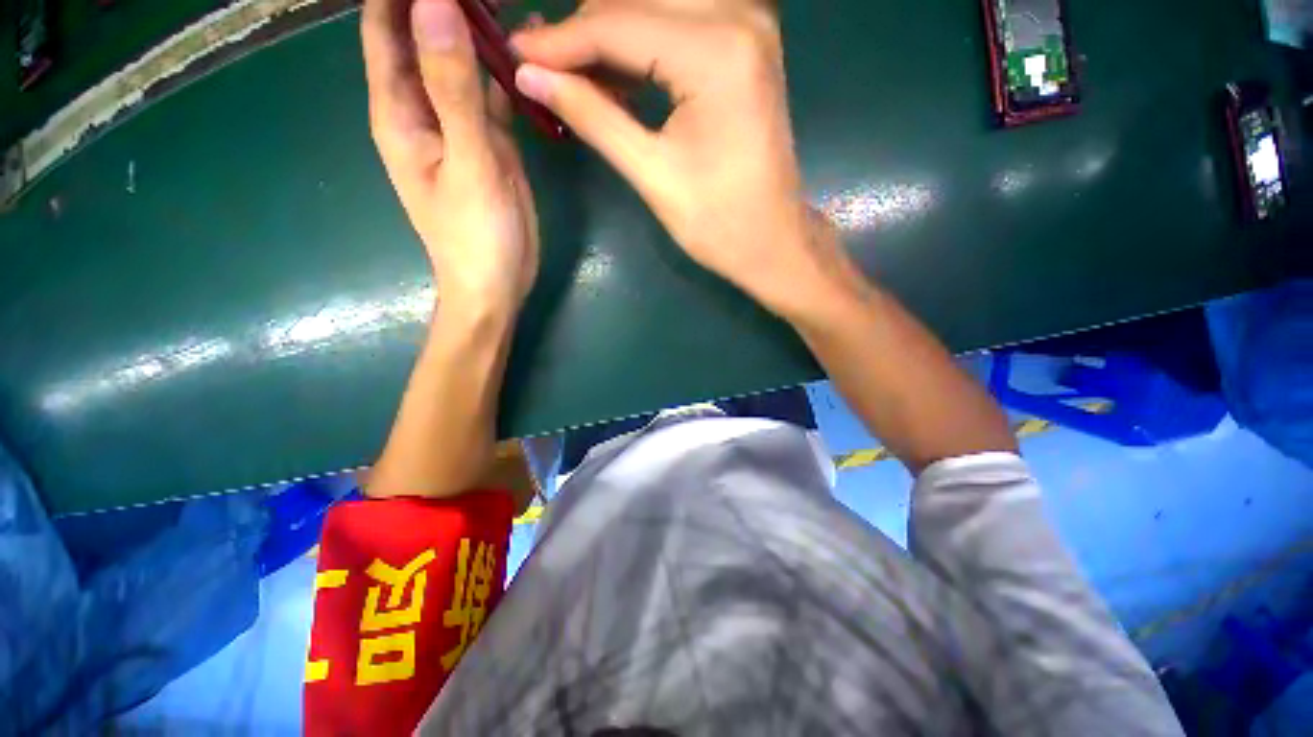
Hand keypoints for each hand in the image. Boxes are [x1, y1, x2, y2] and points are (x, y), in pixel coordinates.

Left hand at [363, 0, 538, 313]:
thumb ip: (453, 88)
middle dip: (448, 3)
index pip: (385, 25)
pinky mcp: (489, 142)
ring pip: (461, 61)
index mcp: (398, 110)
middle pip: (424, 35)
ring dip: (480, 28)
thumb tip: (436, 3)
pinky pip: (491, 92)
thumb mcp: (468, 163)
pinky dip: (505, 70)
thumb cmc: (475, 236)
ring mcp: (458, 124)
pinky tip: (527, 48)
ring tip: (509, 1)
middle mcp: (423, 108)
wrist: (496, 283)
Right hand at [511, 3, 843, 317]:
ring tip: (572, 73)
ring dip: (609, 33)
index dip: (560, 41)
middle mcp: (740, 15)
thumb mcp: (652, 174)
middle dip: (583, 31)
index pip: (618, 24)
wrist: (772, 241)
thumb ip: (592, 115)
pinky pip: (680, 22)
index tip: (515, 55)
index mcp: (717, 52)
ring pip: (657, 4)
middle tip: (540, 65)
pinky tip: (615, 75)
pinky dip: (642, 42)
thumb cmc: (718, 223)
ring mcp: (749, 24)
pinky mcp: (748, 43)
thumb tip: (531, 77)